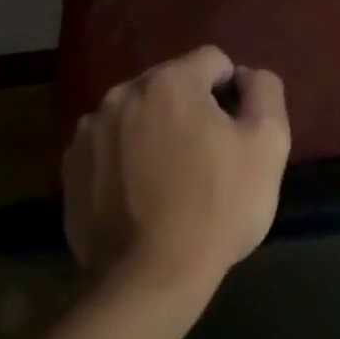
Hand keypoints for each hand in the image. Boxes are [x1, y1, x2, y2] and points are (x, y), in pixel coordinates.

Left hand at [62, 46, 289, 308]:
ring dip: (158, 132)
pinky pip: (112, 147)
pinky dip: (129, 160)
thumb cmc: (218, 206)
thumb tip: (246, 77)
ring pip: (139, 115)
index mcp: (170, 82)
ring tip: (173, 180)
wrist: (149, 277)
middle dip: (194, 109)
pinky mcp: (71, 169)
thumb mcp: (269, 144)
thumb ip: (264, 91)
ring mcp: (89, 132)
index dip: (234, 92)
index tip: (237, 133)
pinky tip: (143, 197)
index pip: (214, 61)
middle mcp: (121, 95)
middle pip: (172, 85)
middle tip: (209, 158)